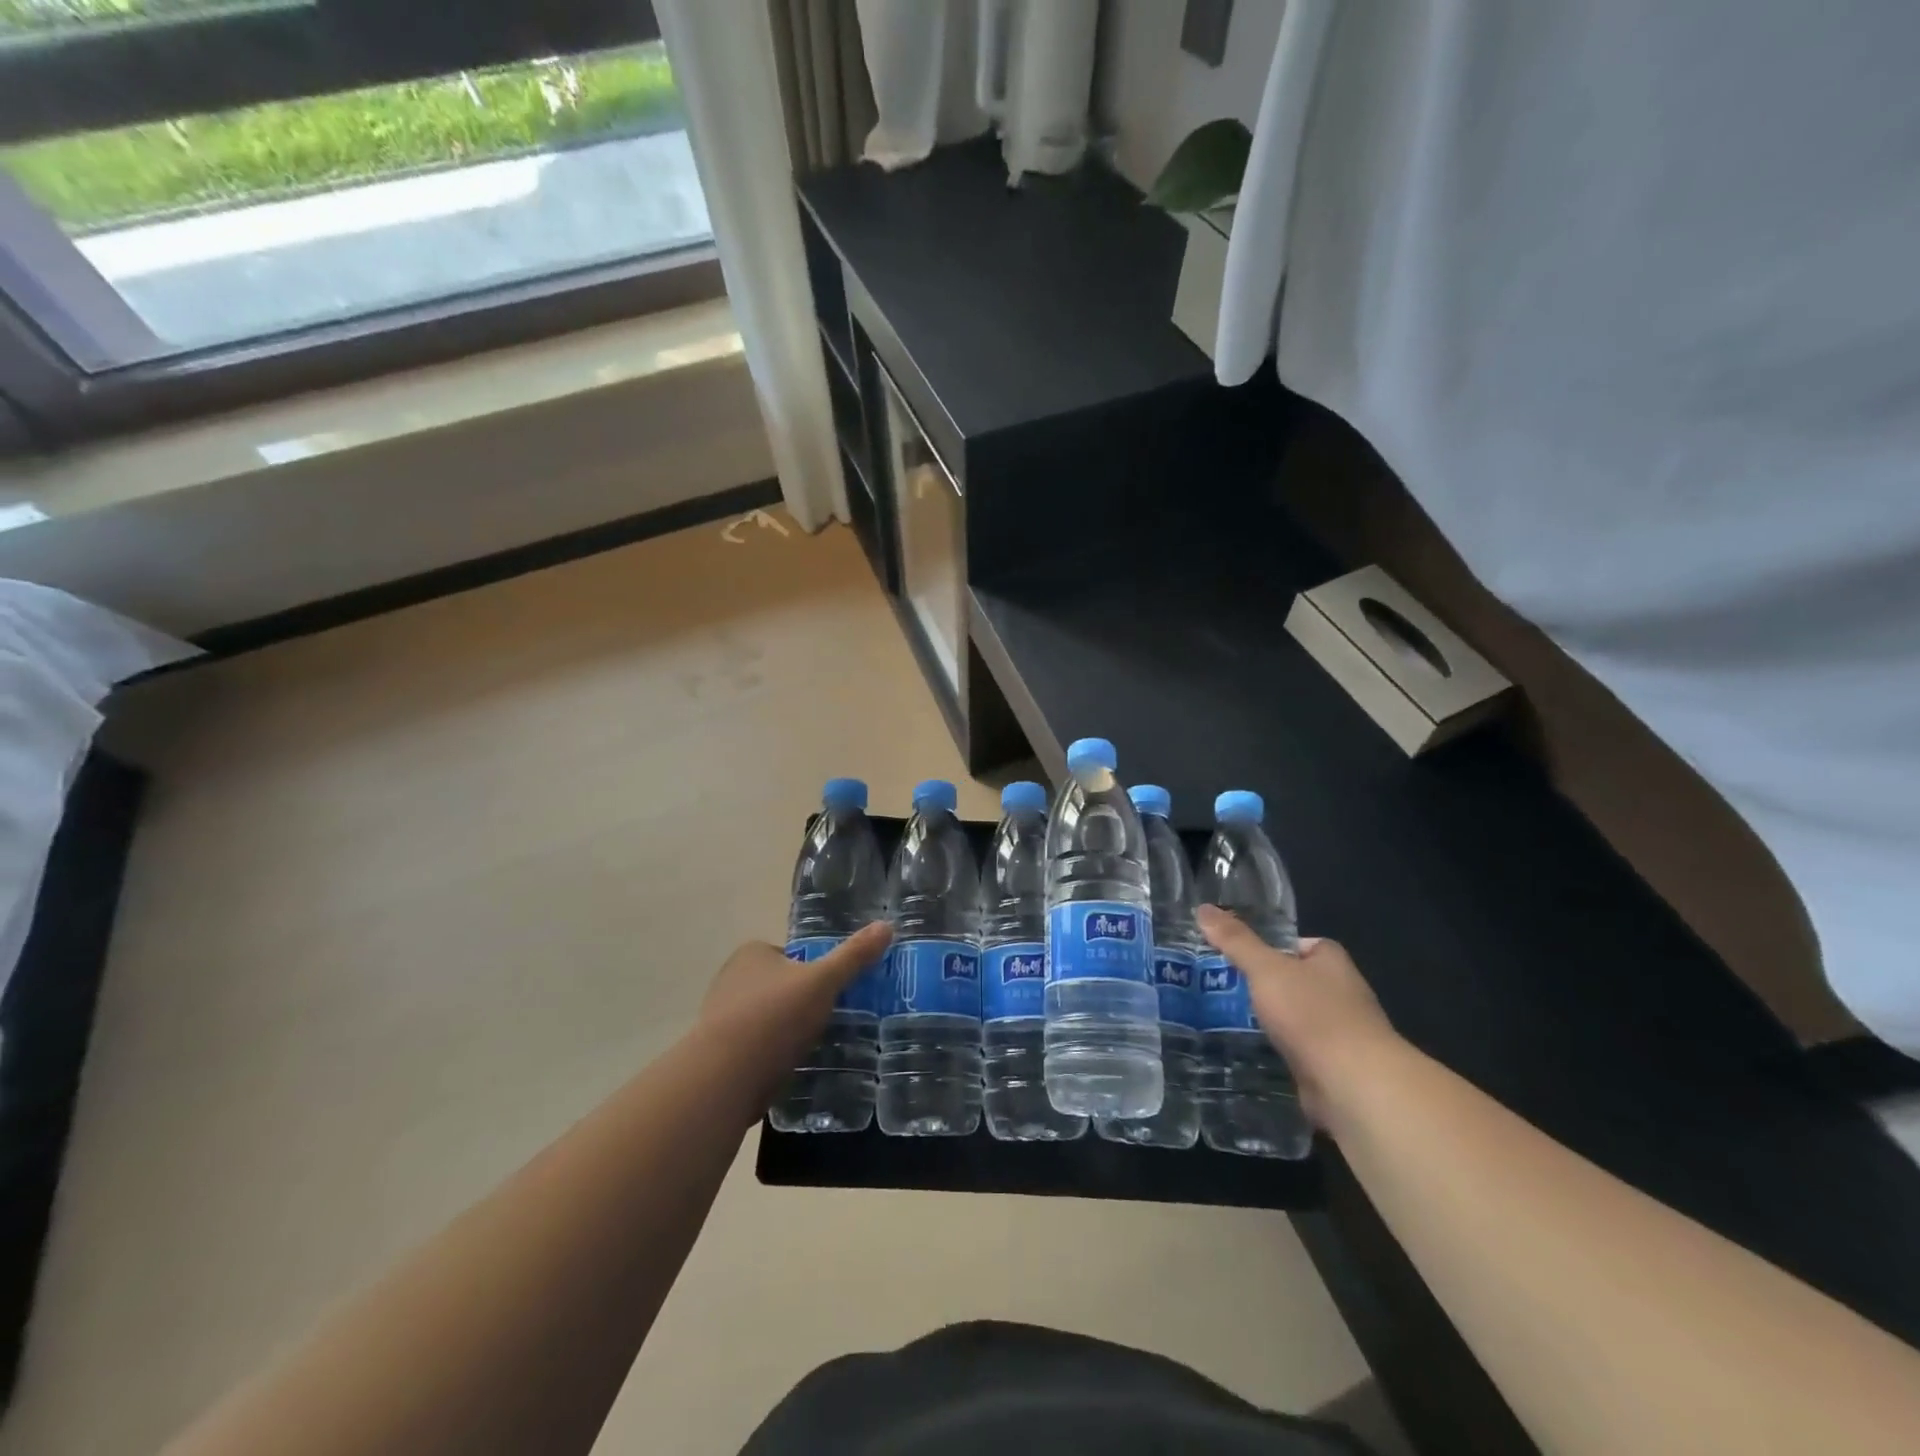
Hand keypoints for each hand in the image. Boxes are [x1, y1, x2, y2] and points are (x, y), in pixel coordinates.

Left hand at [696, 922, 892, 1118]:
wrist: (724, 1078)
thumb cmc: (774, 1017)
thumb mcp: (823, 981)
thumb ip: (854, 955)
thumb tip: (886, 926)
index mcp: (752, 953)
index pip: (791, 955)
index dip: (814, 971)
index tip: (833, 991)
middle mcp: (732, 979)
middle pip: (780, 986)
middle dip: (801, 1002)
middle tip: (830, 1019)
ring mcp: (722, 1017)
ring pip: (767, 1018)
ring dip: (787, 1031)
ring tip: (815, 1046)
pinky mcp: (719, 1054)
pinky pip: (756, 1047)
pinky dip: (773, 1055)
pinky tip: (791, 1068)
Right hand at [1195, 905, 1399, 1127]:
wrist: (1353, 1085)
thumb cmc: (1313, 1014)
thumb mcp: (1266, 969)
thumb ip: (1236, 941)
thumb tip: (1203, 908)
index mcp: (1331, 962)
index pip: (1297, 944)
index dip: (1268, 945)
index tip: (1233, 951)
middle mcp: (1339, 993)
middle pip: (1292, 980)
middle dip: (1260, 984)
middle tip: (1216, 984)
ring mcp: (1336, 1033)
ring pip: (1291, 1018)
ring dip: (1264, 1020)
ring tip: (1219, 1016)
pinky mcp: (1328, 1067)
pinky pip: (1293, 1050)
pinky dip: (1272, 1050)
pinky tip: (1242, 1050)